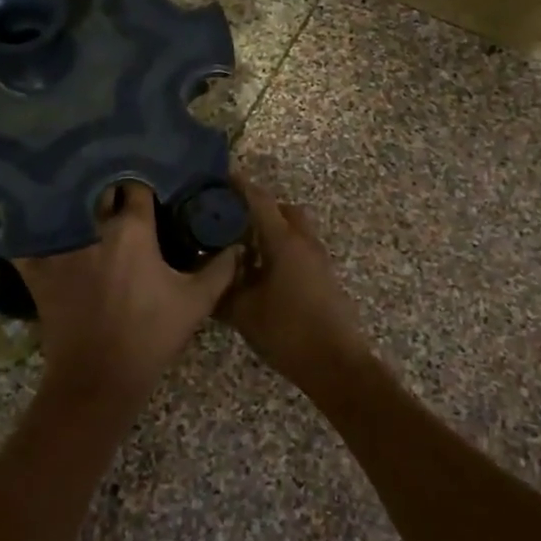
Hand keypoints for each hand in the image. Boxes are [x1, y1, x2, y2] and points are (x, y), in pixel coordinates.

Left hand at [14, 183, 237, 405]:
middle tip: (116, 192)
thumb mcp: (196, 303)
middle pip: (98, 190)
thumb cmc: (151, 335)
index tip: (149, 188)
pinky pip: (26, 239)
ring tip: (79, 198)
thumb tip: (234, 246)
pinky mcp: (38, 268)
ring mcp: (61, 246)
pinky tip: (33, 223)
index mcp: (133, 230)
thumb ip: (219, 269)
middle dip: (107, 187)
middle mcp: (94, 228)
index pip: (137, 188)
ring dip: (73, 200)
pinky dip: (29, 229)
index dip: (144, 185)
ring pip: (64, 206)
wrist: (100, 377)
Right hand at [219, 175, 371, 388]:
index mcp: (284, 241)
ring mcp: (318, 259)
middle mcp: (304, 242)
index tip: (218, 178)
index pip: (259, 200)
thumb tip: (204, 272)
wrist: (336, 363)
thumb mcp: (243, 311)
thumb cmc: (287, 332)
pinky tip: (259, 271)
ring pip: (293, 229)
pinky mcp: (323, 276)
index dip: (239, 186)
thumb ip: (221, 287)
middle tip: (229, 218)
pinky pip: (299, 248)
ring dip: (271, 230)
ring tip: (240, 246)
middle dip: (257, 207)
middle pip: (282, 209)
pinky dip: (280, 248)